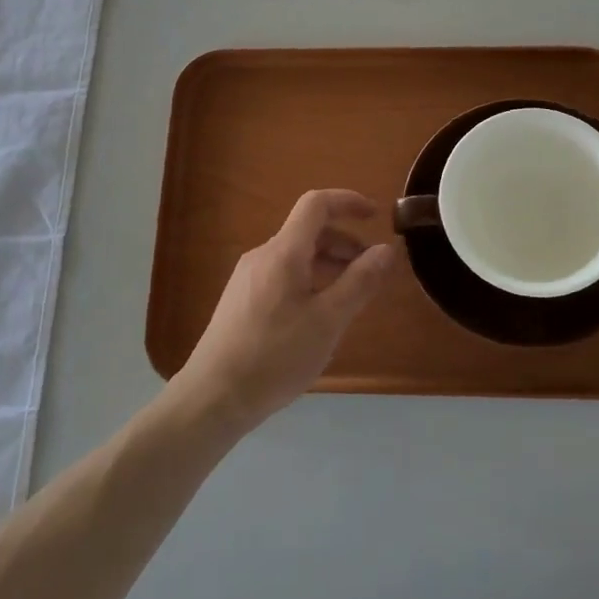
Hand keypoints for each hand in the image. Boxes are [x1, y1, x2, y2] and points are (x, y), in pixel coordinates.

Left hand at [172, 190, 397, 433]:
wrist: (212, 397)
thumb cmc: (275, 356)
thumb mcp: (328, 322)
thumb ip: (359, 282)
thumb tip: (386, 250)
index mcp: (283, 252)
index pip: (316, 205)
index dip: (348, 201)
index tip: (376, 217)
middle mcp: (262, 256)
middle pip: (308, 232)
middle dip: (344, 243)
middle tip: (370, 271)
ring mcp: (247, 278)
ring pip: (296, 256)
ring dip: (328, 265)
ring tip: (350, 297)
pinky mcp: (240, 300)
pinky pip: (282, 275)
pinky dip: (309, 280)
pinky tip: (318, 316)